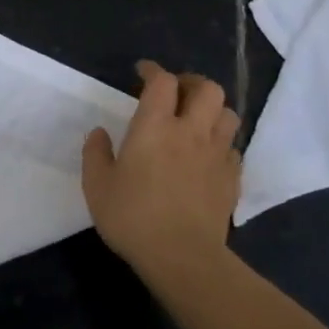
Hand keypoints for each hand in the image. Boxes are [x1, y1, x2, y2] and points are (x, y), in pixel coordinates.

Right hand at [82, 62, 240, 288]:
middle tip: (176, 93)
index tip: (142, 73)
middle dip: (191, 83)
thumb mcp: (97, 186)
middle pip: (207, 88)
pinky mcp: (232, 179)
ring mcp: (216, 154)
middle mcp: (190, 131)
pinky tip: (208, 155)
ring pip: (228, 114)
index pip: (162, 81)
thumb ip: (95, 154)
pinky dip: (222, 143)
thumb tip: (99, 133)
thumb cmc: (133, 217)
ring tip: (197, 120)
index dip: (153, 71)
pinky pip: (233, 148)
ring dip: (212, 110)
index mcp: (155, 126)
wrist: (182, 257)